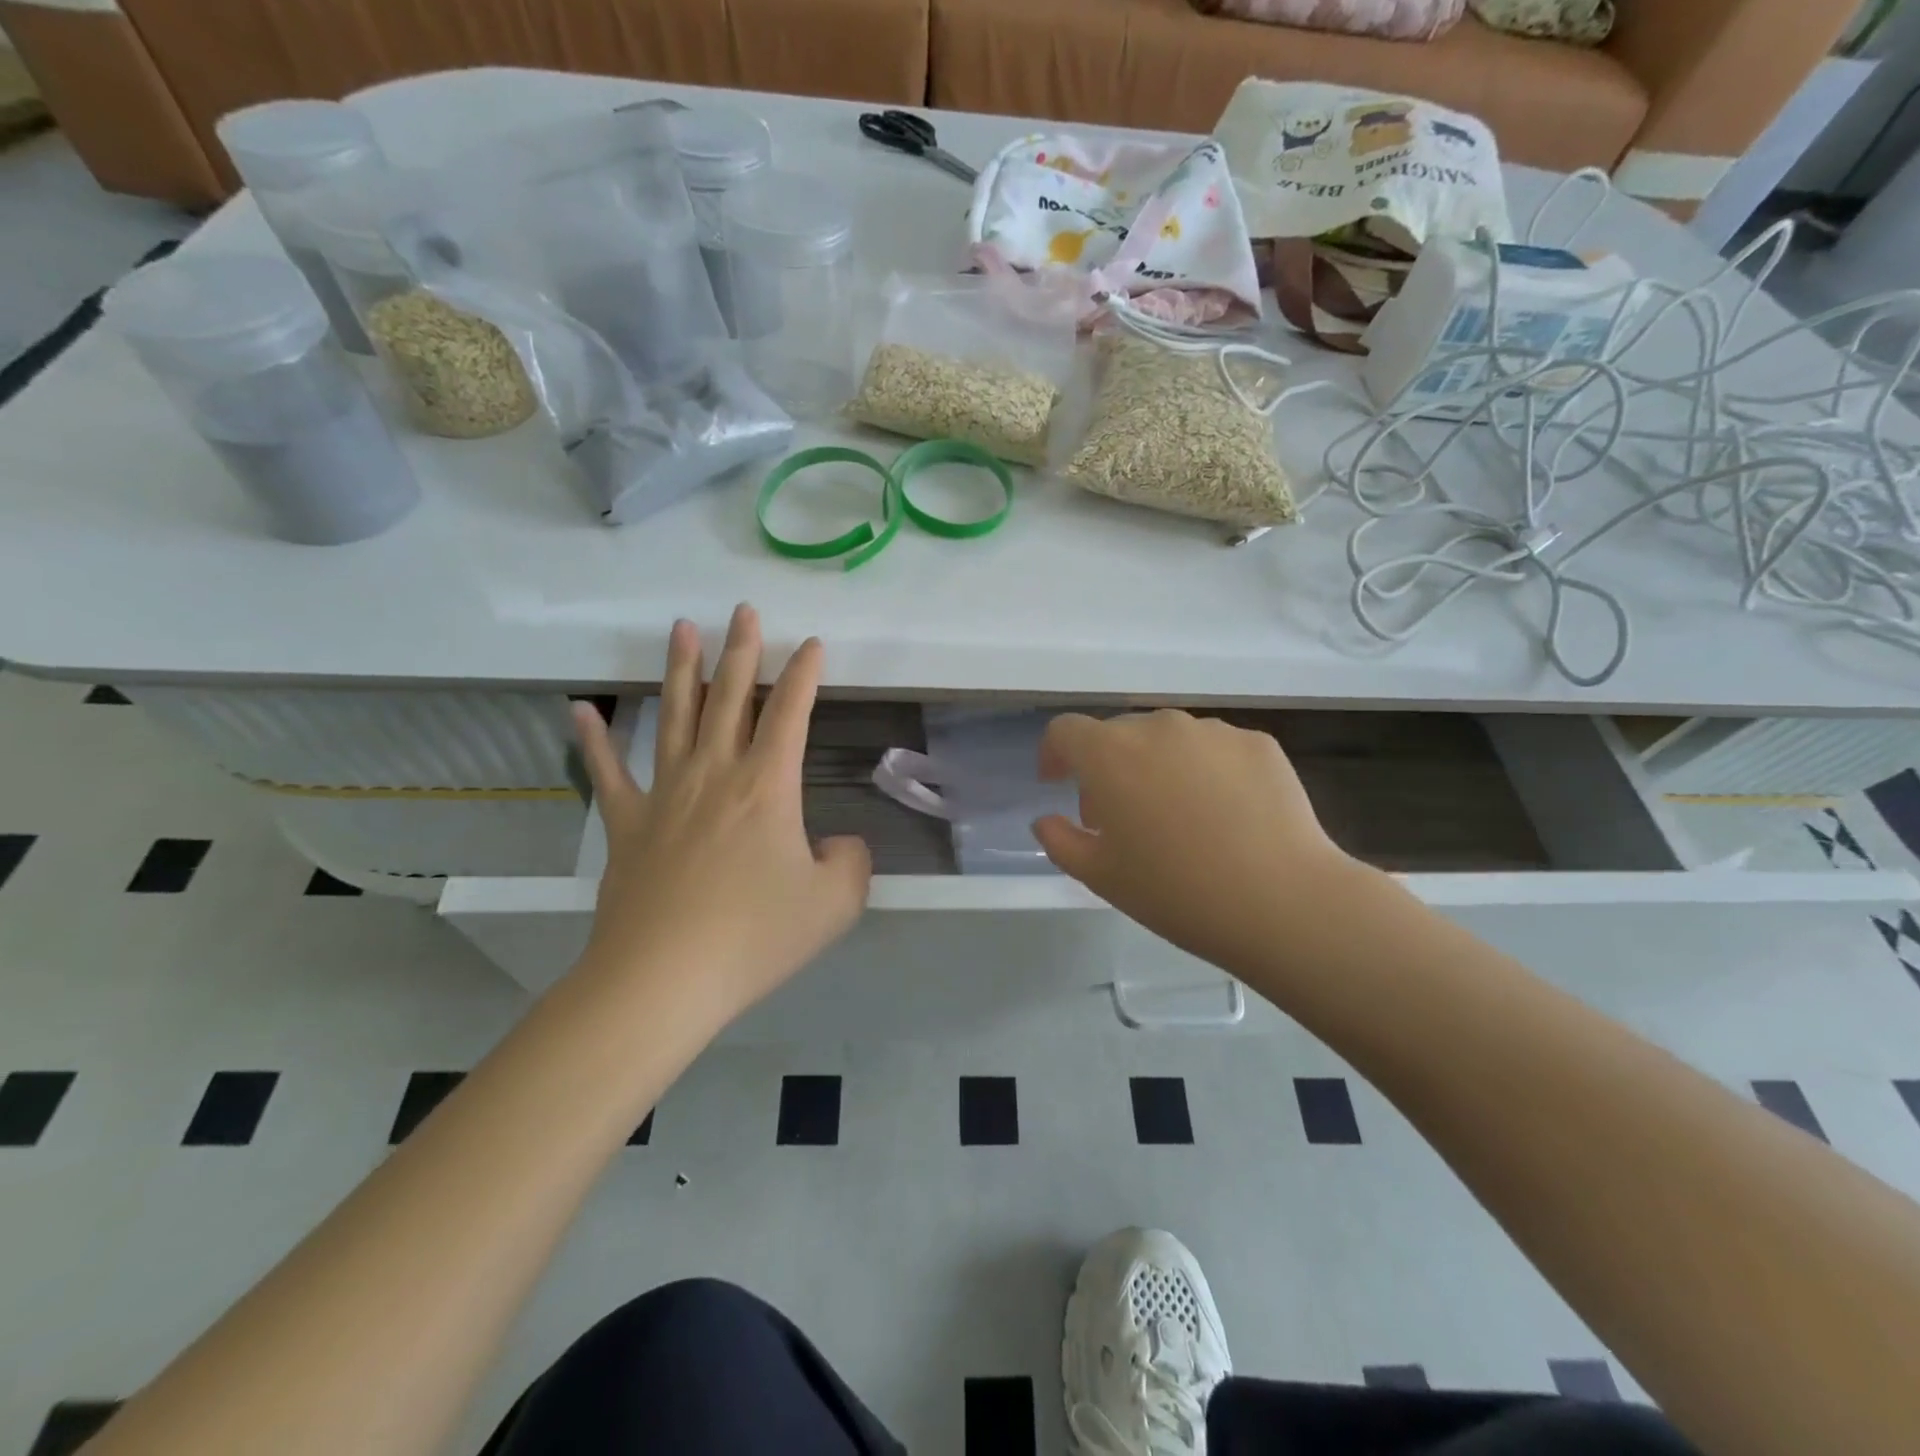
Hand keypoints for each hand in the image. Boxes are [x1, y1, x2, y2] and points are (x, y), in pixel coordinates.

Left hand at [571, 605, 871, 1024]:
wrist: (663, 980)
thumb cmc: (755, 937)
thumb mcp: (834, 904)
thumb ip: (851, 863)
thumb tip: (839, 845)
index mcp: (767, 787)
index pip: (790, 714)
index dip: (804, 674)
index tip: (811, 643)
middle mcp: (715, 775)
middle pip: (730, 698)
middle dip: (742, 651)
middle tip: (743, 611)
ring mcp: (665, 795)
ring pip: (676, 717)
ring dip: (682, 670)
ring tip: (682, 628)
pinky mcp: (627, 826)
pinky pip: (610, 773)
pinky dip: (595, 740)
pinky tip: (581, 710)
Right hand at [1033, 711, 1362, 976]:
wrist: (1281, 901)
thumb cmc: (1174, 891)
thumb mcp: (1099, 875)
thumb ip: (1060, 840)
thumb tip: (1047, 820)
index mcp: (1110, 754)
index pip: (1065, 731)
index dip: (1054, 753)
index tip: (1057, 781)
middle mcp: (1158, 727)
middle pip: (1118, 734)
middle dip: (1108, 766)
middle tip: (1120, 814)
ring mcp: (1212, 731)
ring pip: (1168, 739)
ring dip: (1157, 765)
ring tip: (1178, 815)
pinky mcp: (1257, 743)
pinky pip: (1214, 750)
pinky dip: (1205, 771)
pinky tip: (1224, 814)